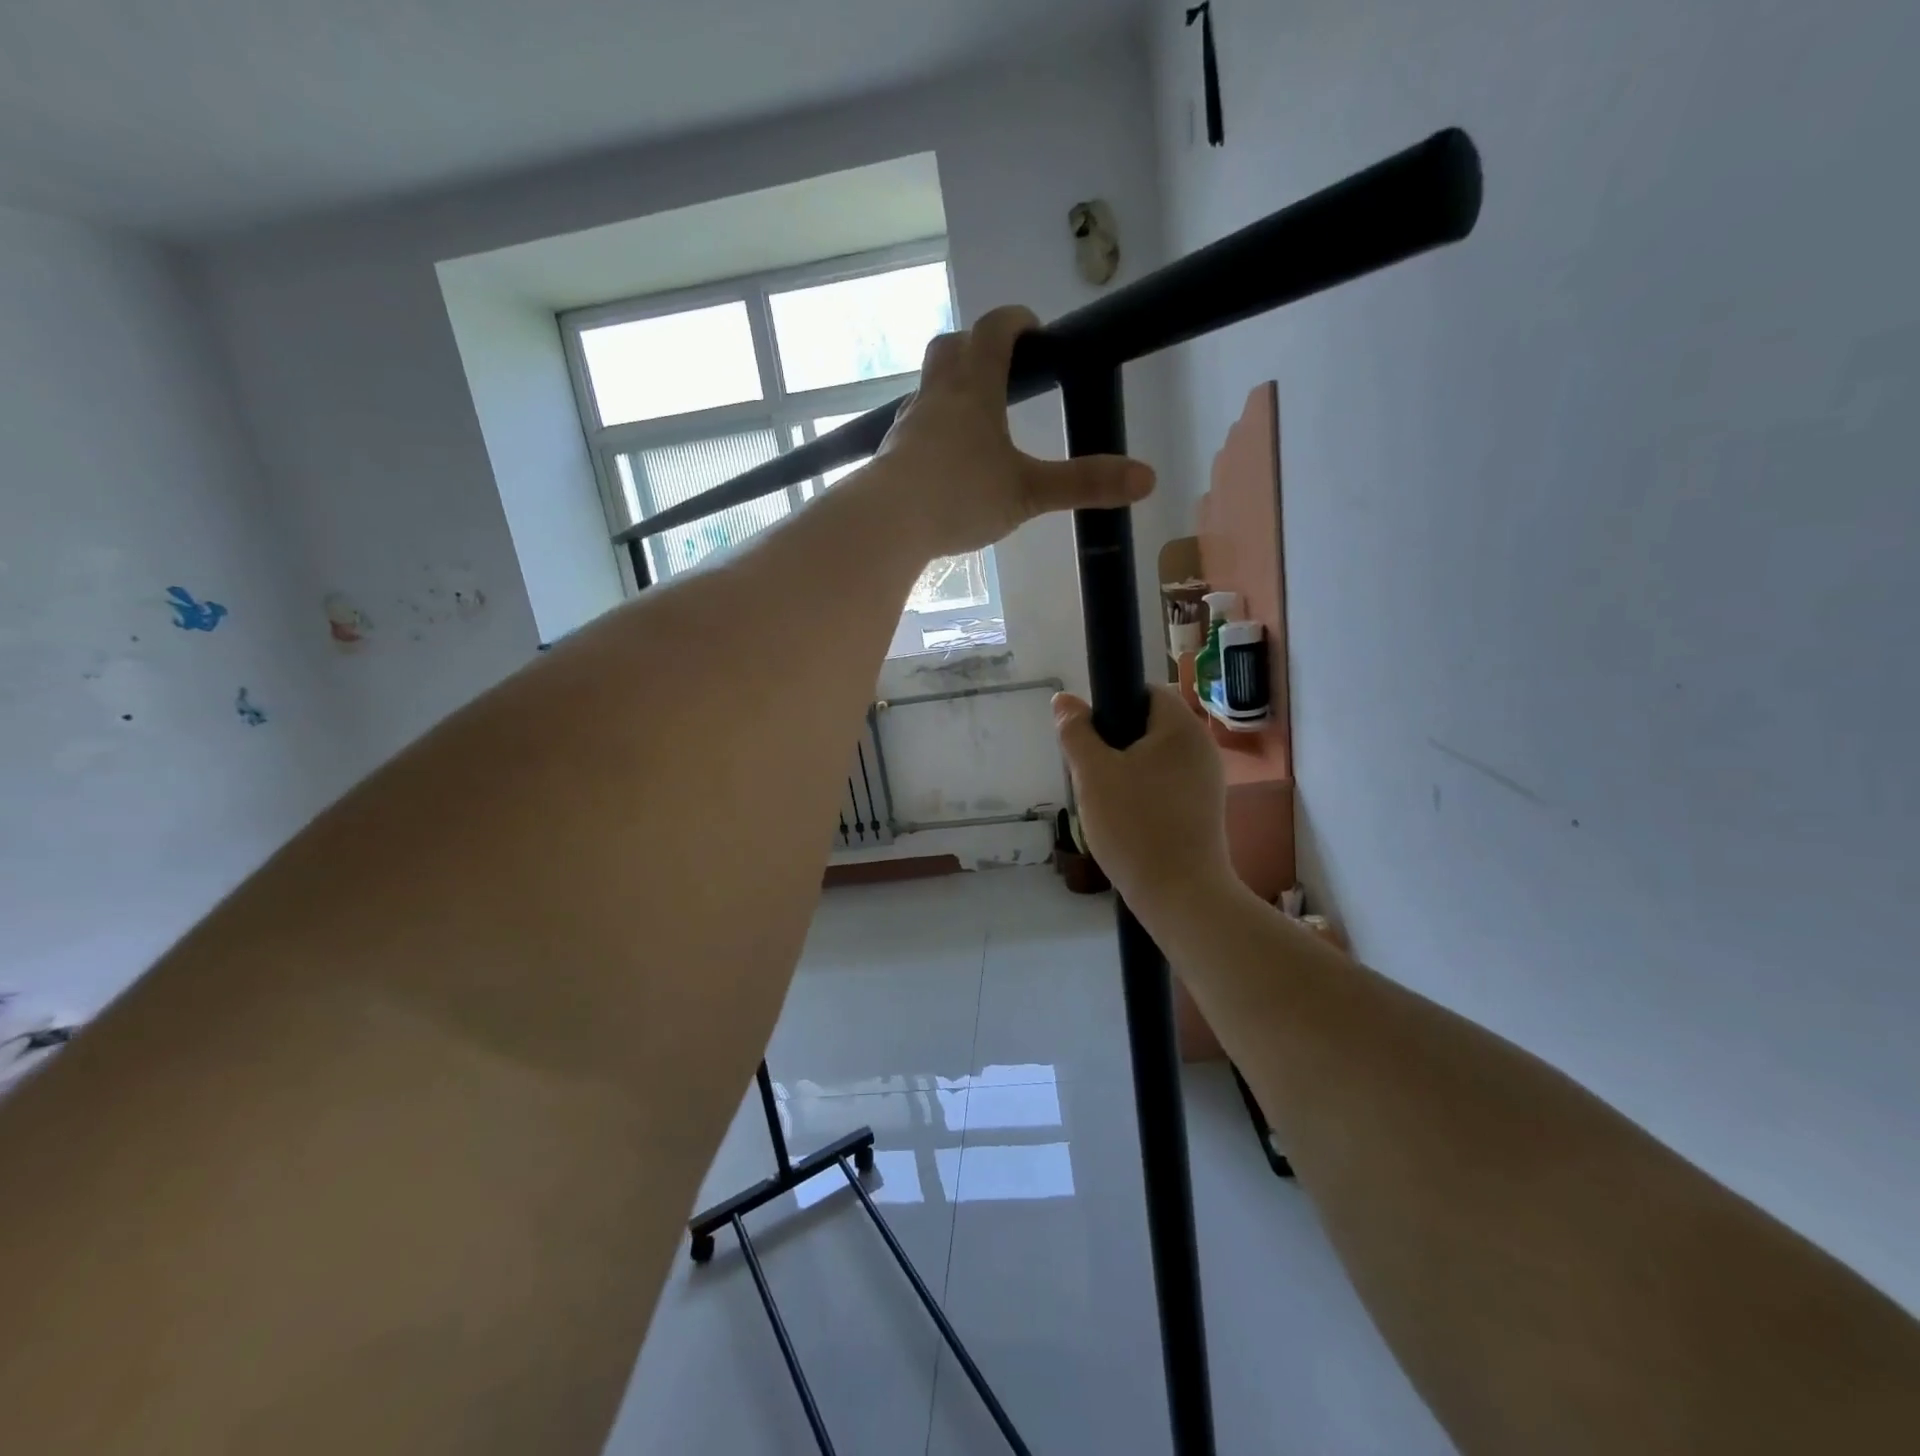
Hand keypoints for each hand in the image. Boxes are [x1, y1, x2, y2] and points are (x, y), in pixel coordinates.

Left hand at [875, 305, 1154, 554]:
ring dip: (950, 389)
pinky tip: (942, 461)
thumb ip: (1084, 484)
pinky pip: (913, 427)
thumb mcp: (1029, 493)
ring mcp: (909, 423)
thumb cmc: (961, 496)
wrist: (888, 522)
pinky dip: (931, 430)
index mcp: (975, 387)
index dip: (1016, 321)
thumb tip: (1147, 478)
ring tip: (974, 420)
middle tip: (1000, 369)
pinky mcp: (891, 453)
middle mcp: (938, 394)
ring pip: (928, 388)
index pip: (995, 330)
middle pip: (951, 347)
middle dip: (976, 347)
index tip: (1033, 329)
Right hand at [1053, 686, 1234, 920]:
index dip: (1112, 705)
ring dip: (1125, 771)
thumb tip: (1064, 699)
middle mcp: (1201, 747)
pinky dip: (1143, 793)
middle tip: (1090, 773)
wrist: (1180, 895)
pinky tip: (1125, 819)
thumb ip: (1076, 732)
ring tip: (1104, 800)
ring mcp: (1207, 780)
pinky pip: (1166, 784)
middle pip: (1149, 726)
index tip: (1089, 737)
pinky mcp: (1204, 809)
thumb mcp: (1092, 774)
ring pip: (1154, 759)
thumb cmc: (1134, 826)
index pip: (1145, 692)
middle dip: (1114, 743)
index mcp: (1181, 728)